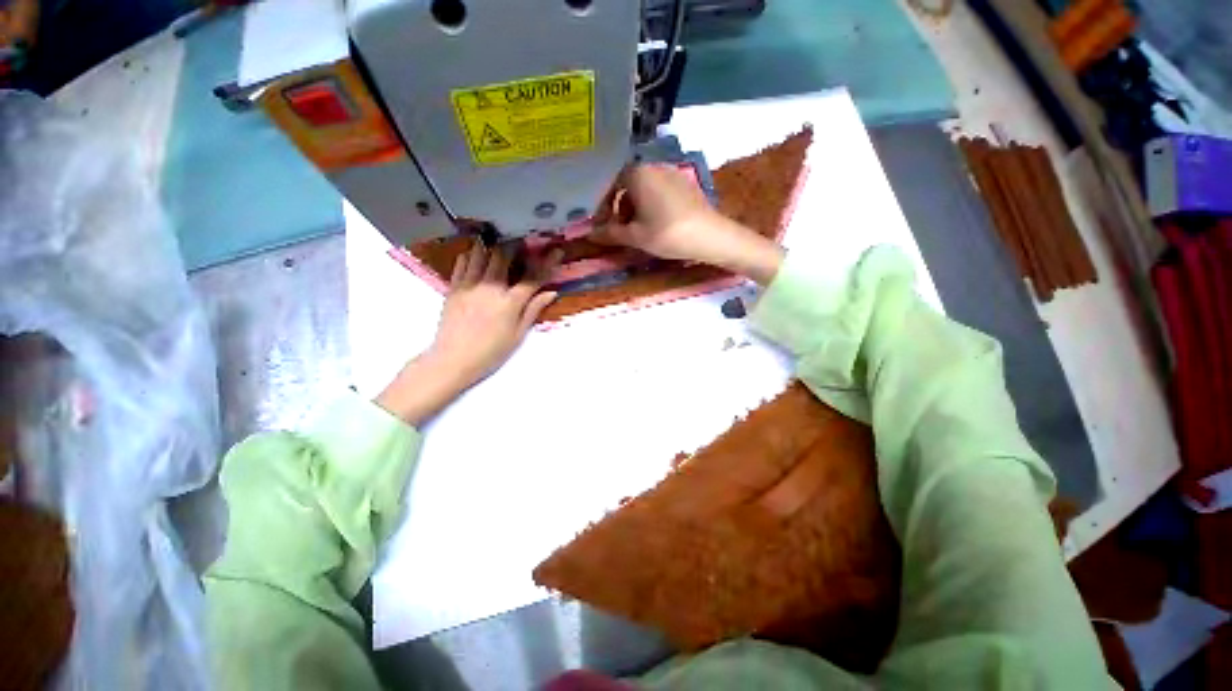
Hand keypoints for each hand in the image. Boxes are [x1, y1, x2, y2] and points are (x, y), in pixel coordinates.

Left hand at [376, 242, 559, 423]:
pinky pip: (462, 263)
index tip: (556, 250)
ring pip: (481, 253)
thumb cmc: (491, 352)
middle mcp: (490, 288)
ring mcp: (469, 285)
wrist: (453, 360)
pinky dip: (471, 255)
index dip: (547, 262)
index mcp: (510, 302)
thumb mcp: (518, 335)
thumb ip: (533, 310)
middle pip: (504, 256)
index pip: (533, 277)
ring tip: (499, 244)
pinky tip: (476, 255)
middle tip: (522, 243)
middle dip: (516, 246)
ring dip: (492, 246)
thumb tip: (551, 293)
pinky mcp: (453, 287)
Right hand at [592, 165, 784, 284]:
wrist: (710, 236)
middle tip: (620, 230)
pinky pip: (659, 191)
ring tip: (639, 230)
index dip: (603, 206)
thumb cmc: (667, 233)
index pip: (610, 183)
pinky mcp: (685, 184)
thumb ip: (610, 233)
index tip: (602, 225)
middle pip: (627, 185)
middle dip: (619, 208)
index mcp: (638, 173)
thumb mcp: (635, 236)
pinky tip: (657, 224)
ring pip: (644, 189)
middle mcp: (654, 166)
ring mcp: (672, 173)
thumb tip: (590, 235)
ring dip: (635, 208)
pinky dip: (651, 206)